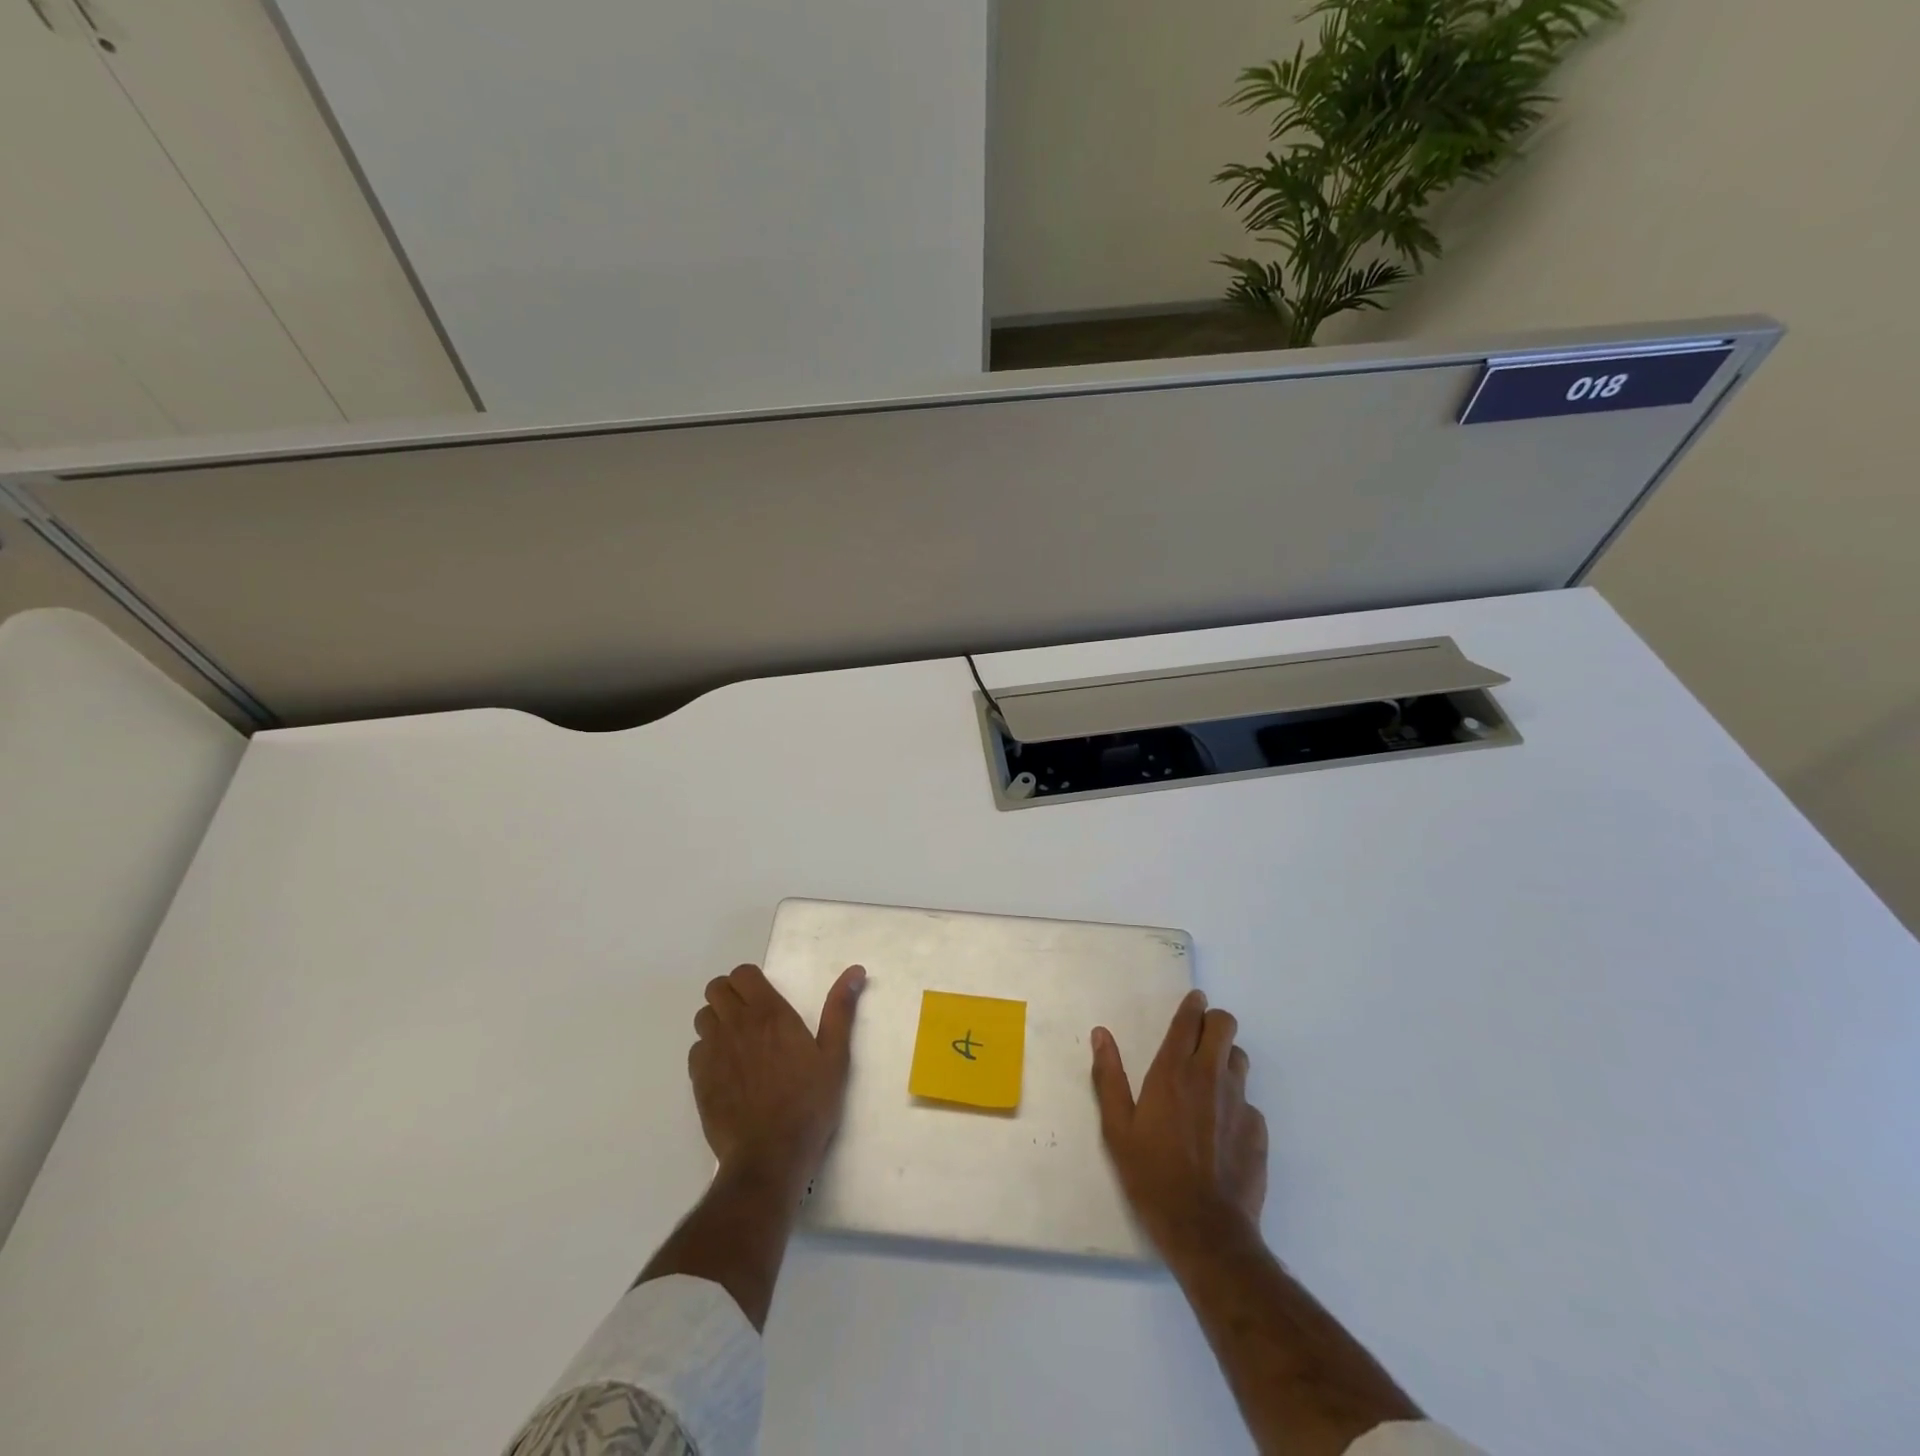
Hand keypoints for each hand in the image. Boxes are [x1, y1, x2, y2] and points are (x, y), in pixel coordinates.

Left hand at [689, 962, 866, 1187]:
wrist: (769, 1156)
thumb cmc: (808, 1104)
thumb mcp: (835, 1056)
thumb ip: (840, 1010)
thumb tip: (855, 970)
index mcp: (769, 1014)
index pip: (742, 974)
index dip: (751, 980)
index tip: (765, 996)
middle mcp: (736, 1025)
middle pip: (716, 989)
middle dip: (730, 994)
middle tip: (750, 1015)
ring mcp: (713, 1052)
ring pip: (703, 1017)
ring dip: (717, 1021)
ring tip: (738, 1042)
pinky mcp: (698, 1079)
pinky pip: (696, 1050)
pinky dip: (708, 1051)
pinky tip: (727, 1070)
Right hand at [1091, 990, 1267, 1258]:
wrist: (1206, 1231)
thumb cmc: (1152, 1176)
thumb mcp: (1117, 1129)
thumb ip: (1108, 1077)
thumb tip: (1101, 1034)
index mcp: (1172, 1072)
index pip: (1188, 1021)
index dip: (1192, 1005)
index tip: (1193, 1000)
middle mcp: (1209, 1077)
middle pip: (1224, 1025)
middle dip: (1214, 1022)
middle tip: (1200, 1037)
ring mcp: (1238, 1102)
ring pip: (1239, 1058)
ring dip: (1226, 1059)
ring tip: (1210, 1081)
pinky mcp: (1258, 1129)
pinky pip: (1248, 1101)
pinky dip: (1235, 1103)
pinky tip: (1222, 1129)